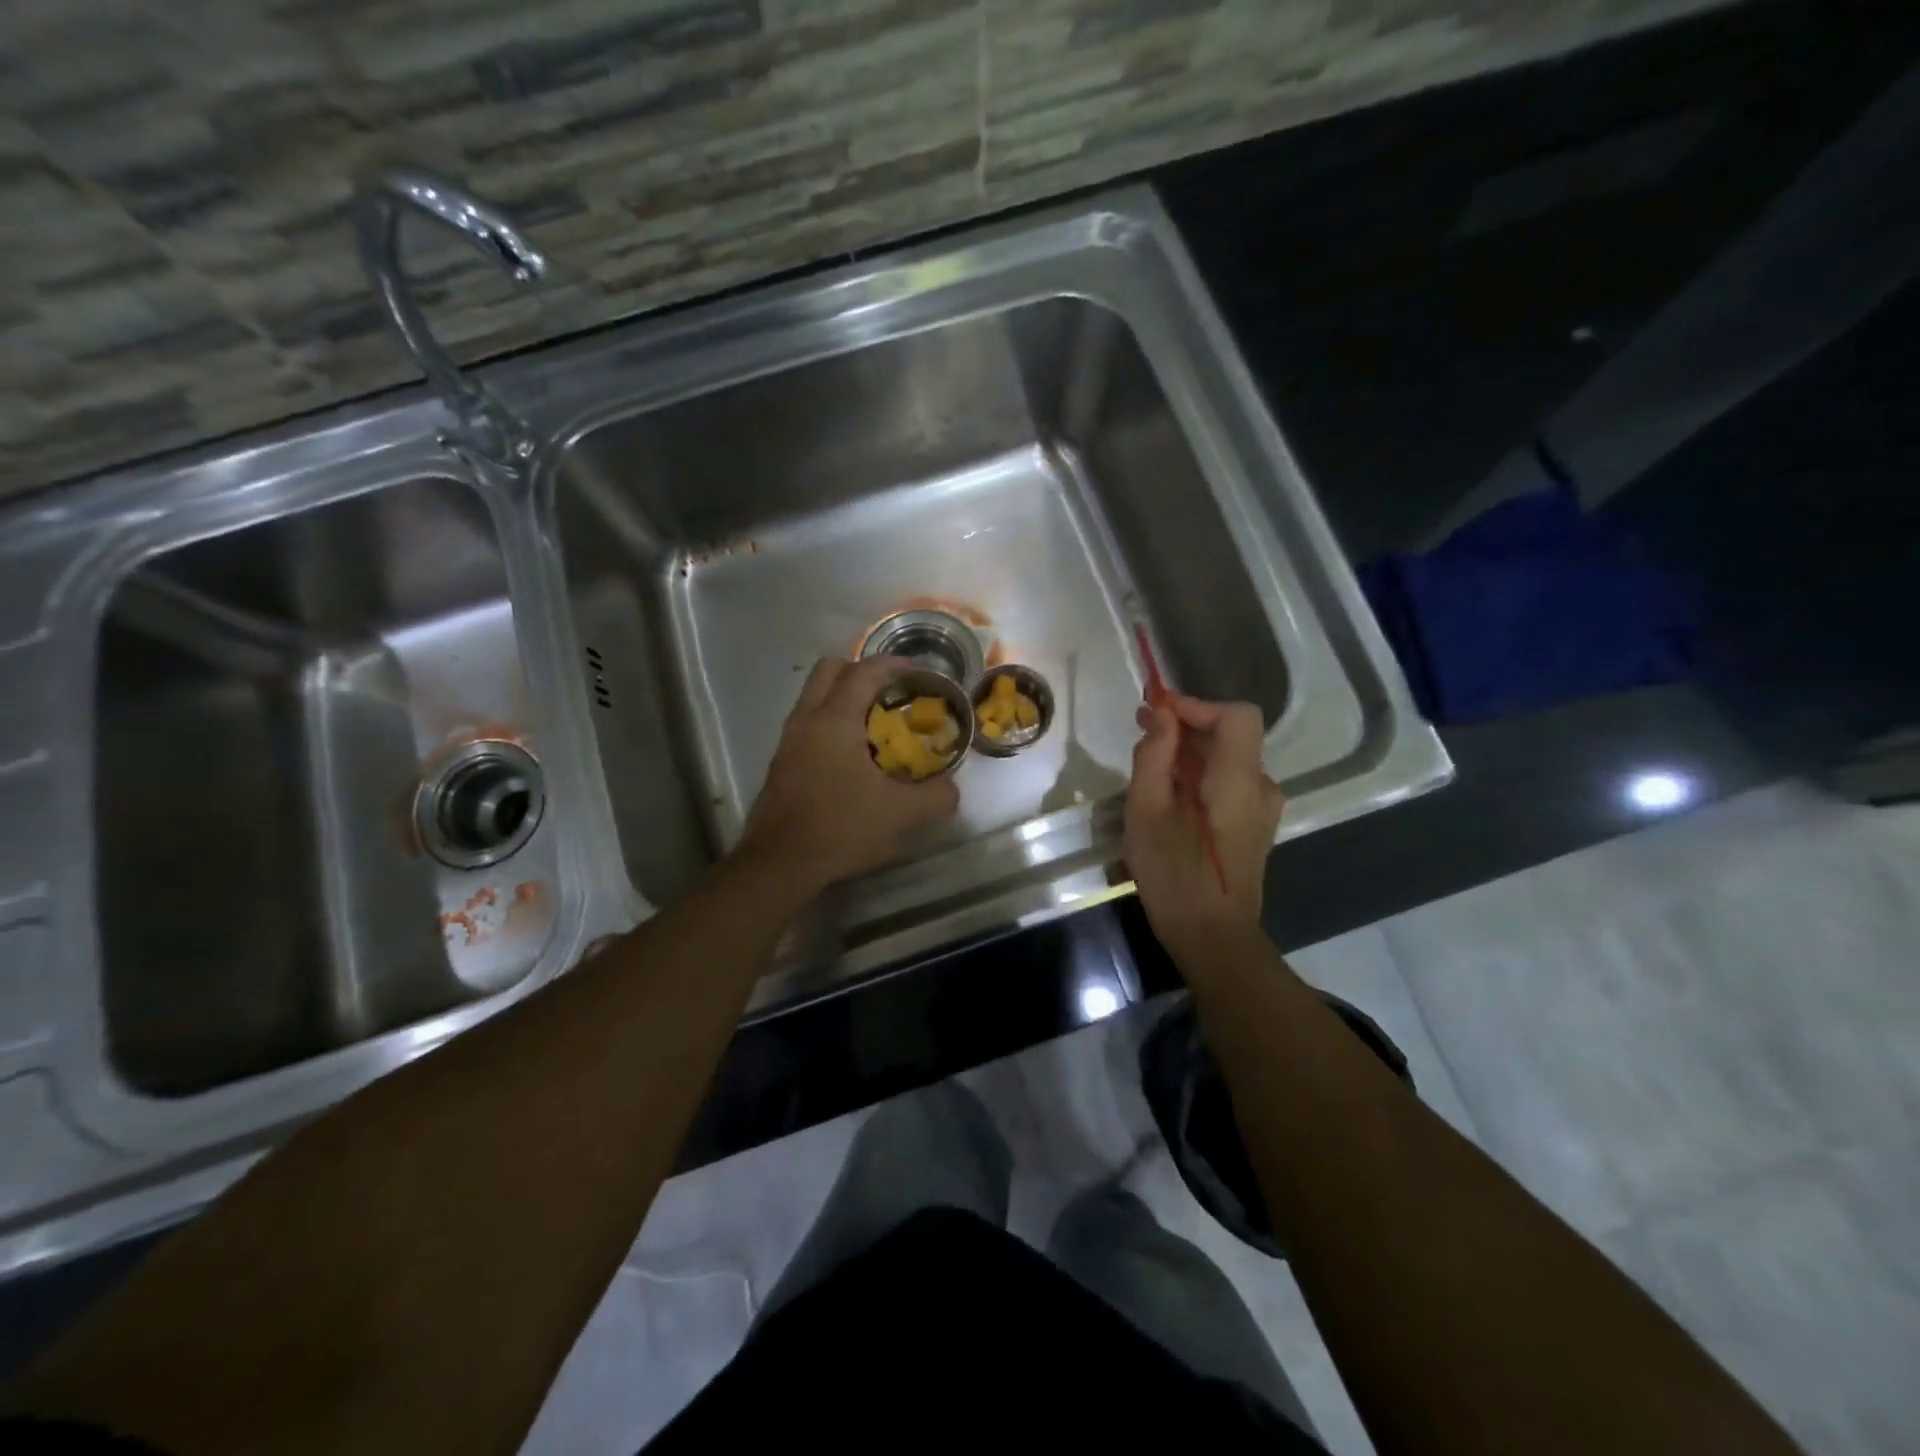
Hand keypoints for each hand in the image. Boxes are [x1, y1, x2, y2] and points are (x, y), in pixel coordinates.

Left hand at [736, 656, 959, 890]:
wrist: (779, 863)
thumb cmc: (840, 828)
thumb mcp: (901, 815)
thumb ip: (936, 797)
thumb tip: (950, 788)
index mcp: (835, 720)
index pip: (864, 672)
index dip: (892, 665)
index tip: (917, 672)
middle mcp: (807, 719)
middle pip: (830, 669)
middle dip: (861, 671)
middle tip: (890, 692)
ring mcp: (788, 740)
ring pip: (814, 695)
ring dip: (843, 696)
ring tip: (874, 723)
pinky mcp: (781, 761)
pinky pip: (808, 721)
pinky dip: (831, 721)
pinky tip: (851, 755)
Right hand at [1124, 694, 1284, 962]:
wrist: (1213, 938)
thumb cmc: (1174, 874)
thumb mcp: (1147, 811)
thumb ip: (1155, 756)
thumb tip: (1162, 715)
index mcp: (1239, 780)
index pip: (1236, 715)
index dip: (1196, 706)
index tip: (1155, 712)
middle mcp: (1261, 787)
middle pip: (1230, 735)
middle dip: (1186, 727)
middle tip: (1142, 734)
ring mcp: (1262, 809)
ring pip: (1228, 760)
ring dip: (1190, 753)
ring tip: (1150, 770)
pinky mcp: (1255, 826)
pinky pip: (1229, 783)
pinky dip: (1201, 776)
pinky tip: (1171, 798)